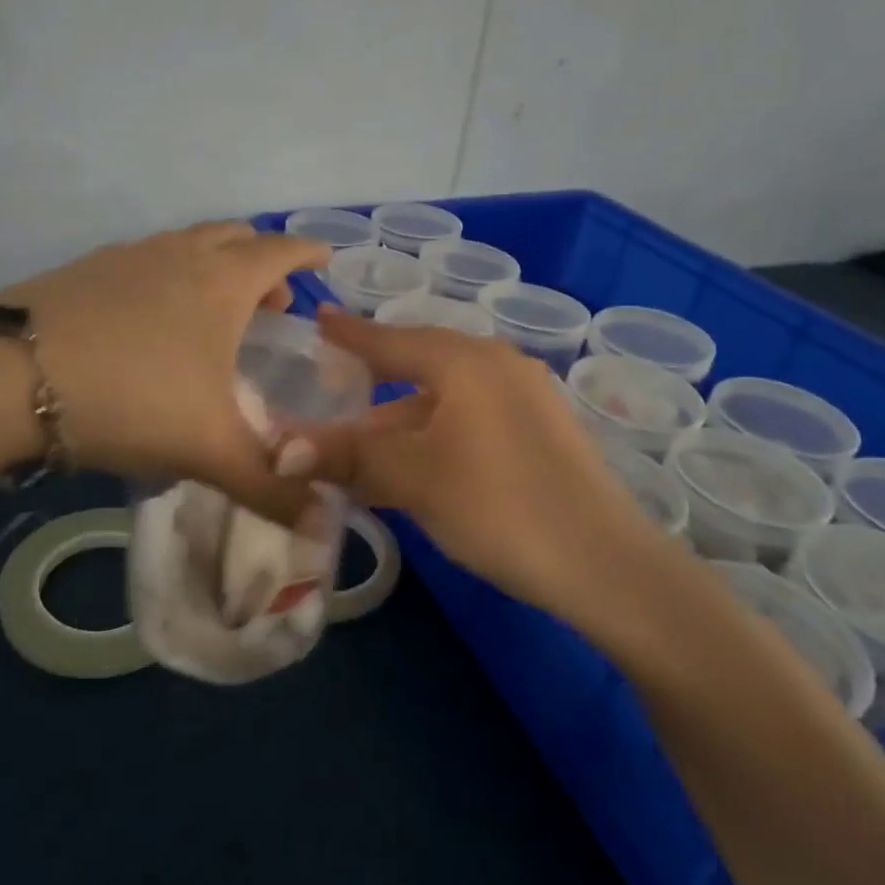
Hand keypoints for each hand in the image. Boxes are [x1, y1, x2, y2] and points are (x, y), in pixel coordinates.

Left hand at [0, 222, 327, 520]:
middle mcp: (179, 255)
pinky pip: (145, 260)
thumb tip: (325, 524)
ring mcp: (127, 256)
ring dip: (212, 265)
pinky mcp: (84, 269)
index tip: (324, 257)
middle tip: (273, 302)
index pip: (279, 251)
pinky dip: (167, 276)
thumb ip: (270, 488)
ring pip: (186, 244)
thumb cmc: (131, 399)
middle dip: (261, 262)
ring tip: (214, 312)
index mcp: (222, 283)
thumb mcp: (209, 450)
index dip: (307, 252)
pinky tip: (150, 321)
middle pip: (233, 237)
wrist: (6, 377)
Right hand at [301, 309, 672, 625]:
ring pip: (445, 397)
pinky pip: (470, 418)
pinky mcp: (541, 432)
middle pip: (419, 364)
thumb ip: (347, 455)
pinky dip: (434, 433)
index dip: (349, 333)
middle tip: (332, 383)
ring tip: (361, 442)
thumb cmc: (498, 506)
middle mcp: (499, 366)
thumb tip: (279, 451)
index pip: (391, 339)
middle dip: (373, 379)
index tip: (317, 319)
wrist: (605, 565)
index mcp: (466, 362)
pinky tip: (415, 462)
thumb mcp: (413, 478)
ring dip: (400, 419)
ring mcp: (526, 398)